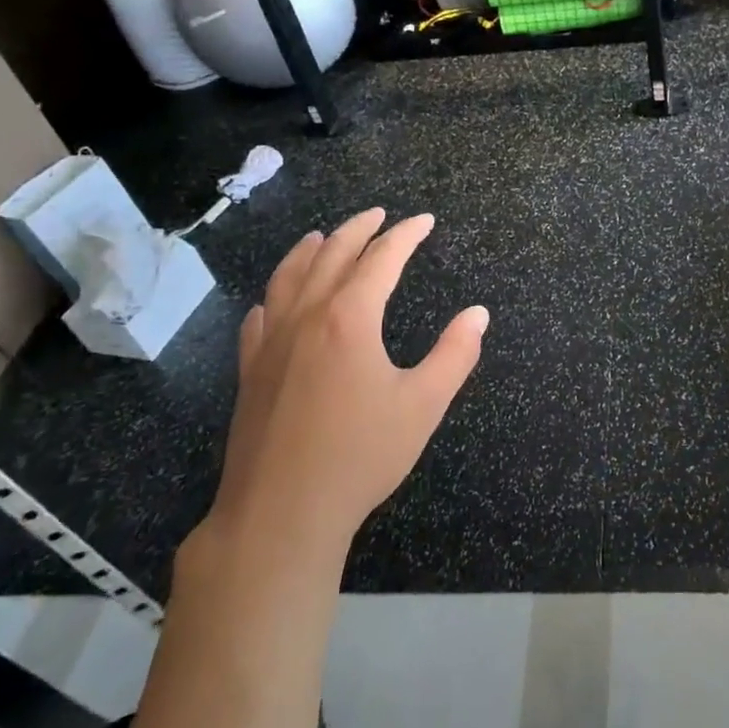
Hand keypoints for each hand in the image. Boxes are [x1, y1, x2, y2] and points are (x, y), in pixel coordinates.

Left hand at [199, 209, 488, 562]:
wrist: (281, 512)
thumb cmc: (360, 456)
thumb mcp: (423, 405)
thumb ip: (455, 354)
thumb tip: (478, 314)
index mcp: (349, 318)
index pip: (381, 258)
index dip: (406, 235)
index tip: (425, 221)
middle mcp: (306, 316)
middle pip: (332, 254)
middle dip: (359, 228)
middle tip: (380, 215)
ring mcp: (271, 342)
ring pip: (288, 276)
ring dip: (311, 249)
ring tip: (324, 235)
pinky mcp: (250, 369)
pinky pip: (260, 315)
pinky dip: (275, 294)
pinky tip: (276, 299)